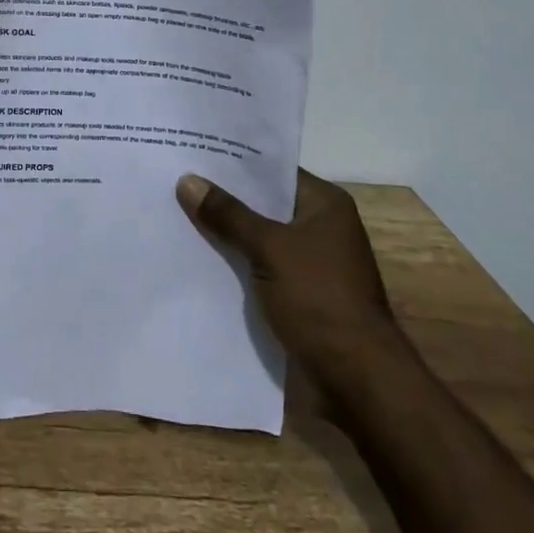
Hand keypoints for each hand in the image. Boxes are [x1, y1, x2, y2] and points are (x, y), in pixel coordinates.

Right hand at [177, 169, 394, 384]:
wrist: (358, 381)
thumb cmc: (320, 300)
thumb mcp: (270, 249)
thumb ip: (229, 215)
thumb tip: (187, 180)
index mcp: (325, 205)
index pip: (273, 171)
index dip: (235, 163)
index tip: (194, 151)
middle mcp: (320, 228)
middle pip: (263, 205)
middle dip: (224, 198)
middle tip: (175, 181)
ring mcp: (310, 264)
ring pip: (258, 238)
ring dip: (226, 234)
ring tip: (176, 215)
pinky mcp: (299, 295)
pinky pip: (259, 268)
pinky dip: (235, 264)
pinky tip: (197, 258)